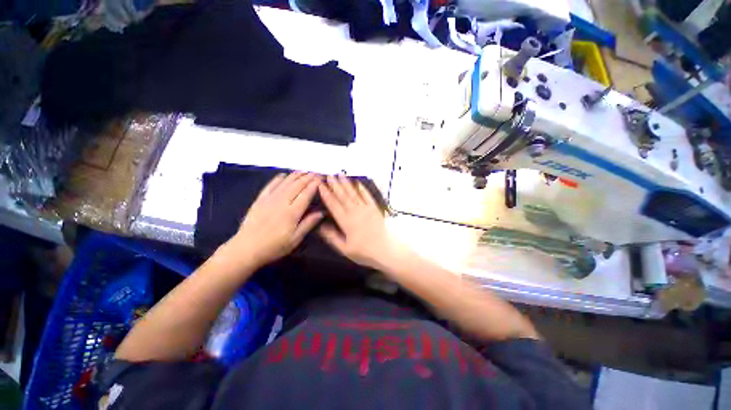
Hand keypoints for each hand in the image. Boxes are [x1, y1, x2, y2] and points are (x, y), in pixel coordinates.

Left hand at [227, 173, 322, 267]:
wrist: (246, 249)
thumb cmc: (274, 247)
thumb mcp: (295, 239)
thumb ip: (308, 224)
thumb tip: (321, 212)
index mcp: (292, 212)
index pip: (306, 194)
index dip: (314, 185)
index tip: (321, 179)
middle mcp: (282, 202)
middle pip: (297, 186)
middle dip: (308, 177)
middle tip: (316, 173)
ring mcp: (269, 199)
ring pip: (285, 183)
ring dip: (296, 175)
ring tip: (304, 170)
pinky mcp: (259, 200)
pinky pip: (270, 185)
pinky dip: (277, 179)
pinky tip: (283, 175)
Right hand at [318, 175, 405, 269]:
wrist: (385, 250)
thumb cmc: (364, 252)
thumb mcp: (345, 249)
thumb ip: (332, 237)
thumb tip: (321, 226)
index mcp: (346, 221)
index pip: (333, 205)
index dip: (326, 195)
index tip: (321, 186)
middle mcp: (355, 212)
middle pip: (342, 196)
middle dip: (335, 185)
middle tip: (329, 175)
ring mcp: (366, 209)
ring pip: (353, 194)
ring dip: (346, 184)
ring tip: (340, 175)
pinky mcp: (375, 209)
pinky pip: (367, 196)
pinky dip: (362, 189)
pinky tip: (358, 183)